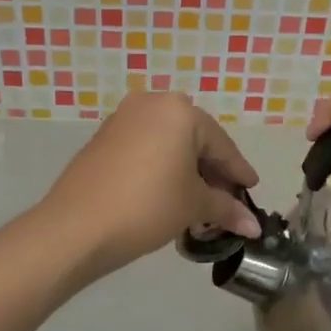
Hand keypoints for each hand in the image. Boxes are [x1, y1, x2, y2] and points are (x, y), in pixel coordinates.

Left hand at [40, 92, 261, 277]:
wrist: (76, 227)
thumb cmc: (147, 206)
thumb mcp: (193, 206)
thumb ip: (227, 209)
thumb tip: (254, 226)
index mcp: (179, 111)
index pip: (221, 144)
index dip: (238, 172)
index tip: (252, 190)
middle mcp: (150, 104)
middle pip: (194, 140)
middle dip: (212, 172)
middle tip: (226, 200)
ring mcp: (122, 120)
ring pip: (168, 144)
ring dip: (186, 171)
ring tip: (198, 204)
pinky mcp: (102, 139)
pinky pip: (145, 149)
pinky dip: (161, 169)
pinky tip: (167, 194)